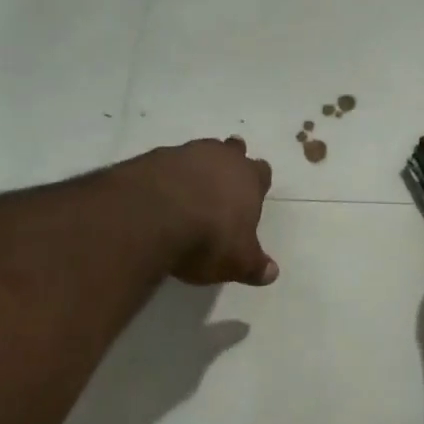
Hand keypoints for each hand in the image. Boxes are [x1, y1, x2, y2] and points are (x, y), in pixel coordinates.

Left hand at [120, 138, 278, 287]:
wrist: (151, 217)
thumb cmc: (208, 238)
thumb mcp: (237, 262)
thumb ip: (255, 266)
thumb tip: (272, 273)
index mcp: (248, 179)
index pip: (261, 171)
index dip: (258, 181)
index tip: (253, 192)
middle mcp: (220, 158)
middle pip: (232, 150)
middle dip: (229, 161)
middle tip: (223, 178)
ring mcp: (184, 154)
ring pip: (198, 152)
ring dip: (196, 167)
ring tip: (188, 188)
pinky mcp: (151, 158)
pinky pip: (165, 163)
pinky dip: (165, 176)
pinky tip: (158, 194)